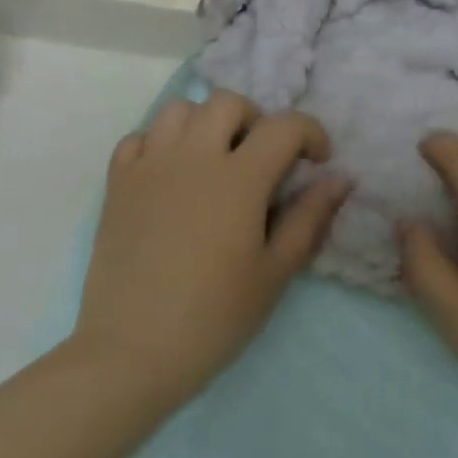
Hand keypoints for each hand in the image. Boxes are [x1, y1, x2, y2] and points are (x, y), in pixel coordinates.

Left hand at [69, 91, 345, 414]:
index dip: (311, 134)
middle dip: (256, 120)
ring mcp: (149, 167)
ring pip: (180, 110)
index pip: (284, 126)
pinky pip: (138, 138)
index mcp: (238, 178)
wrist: (130, 354)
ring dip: (205, 124)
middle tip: (261, 159)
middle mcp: (193, 157)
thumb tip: (340, 179)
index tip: (317, 161)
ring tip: (213, 160)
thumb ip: (309, 218)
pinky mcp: (117, 184)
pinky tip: (169, 177)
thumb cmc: (213, 317)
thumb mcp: (274, 272)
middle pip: (228, 103)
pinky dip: (158, 145)